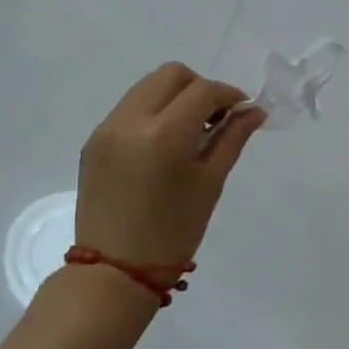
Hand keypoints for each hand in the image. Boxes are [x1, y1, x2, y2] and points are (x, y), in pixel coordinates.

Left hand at [76, 63, 264, 269]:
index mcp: (163, 134)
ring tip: (189, 131)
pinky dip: (153, 111)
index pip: (203, 90)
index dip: (228, 95)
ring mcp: (107, 128)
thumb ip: (232, 138)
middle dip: (199, 87)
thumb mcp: (210, 183)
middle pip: (172, 74)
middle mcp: (130, 121)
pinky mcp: (94, 140)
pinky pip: (130, 107)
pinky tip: (164, 144)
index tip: (242, 111)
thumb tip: (255, 111)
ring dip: (175, 96)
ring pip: (148, 86)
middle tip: (214, 118)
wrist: (113, 273)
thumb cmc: (173, 233)